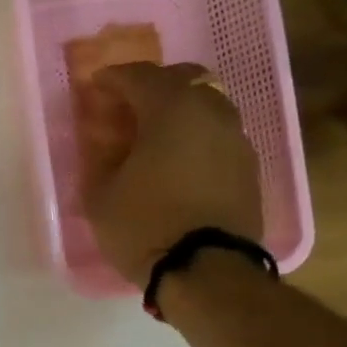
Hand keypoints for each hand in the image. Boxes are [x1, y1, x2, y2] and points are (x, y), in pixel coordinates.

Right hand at [74, 61, 262, 286]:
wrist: (205, 270)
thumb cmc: (144, 225)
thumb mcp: (101, 195)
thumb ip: (100, 160)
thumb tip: (105, 145)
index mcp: (171, 110)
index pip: (140, 76)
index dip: (114, 78)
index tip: (96, 85)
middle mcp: (211, 113)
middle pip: (186, 78)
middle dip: (155, 84)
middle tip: (130, 103)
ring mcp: (237, 139)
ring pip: (208, 105)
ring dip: (181, 110)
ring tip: (156, 133)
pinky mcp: (249, 167)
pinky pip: (219, 135)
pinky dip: (198, 136)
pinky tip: (180, 159)